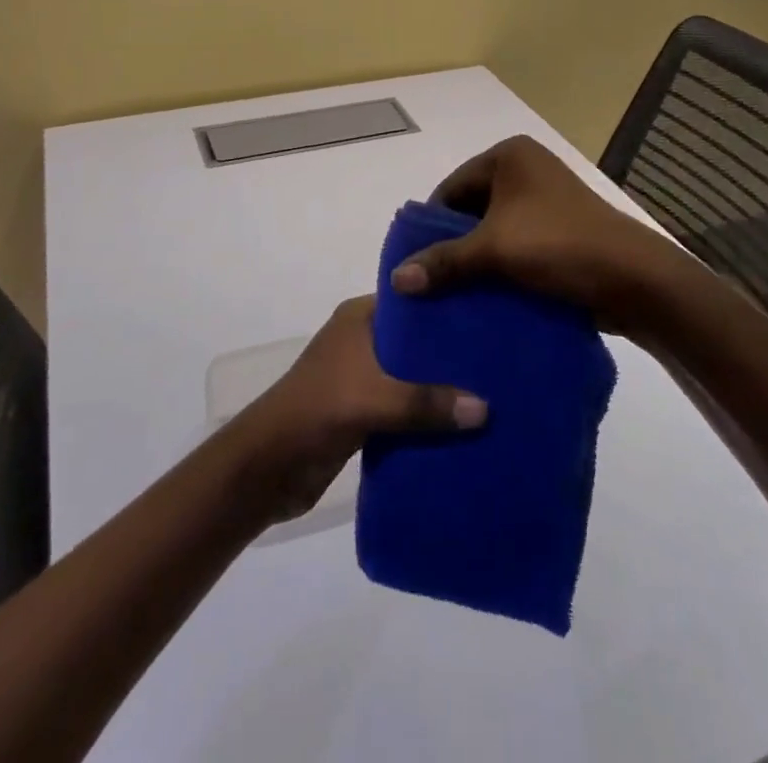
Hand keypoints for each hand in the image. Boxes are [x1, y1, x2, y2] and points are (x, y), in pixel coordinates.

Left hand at [241, 296, 485, 523]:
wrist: (266, 468)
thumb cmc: (316, 410)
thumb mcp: (374, 399)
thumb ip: (427, 402)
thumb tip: (485, 409)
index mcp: (359, 318)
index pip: (413, 300)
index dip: (448, 305)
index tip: (491, 312)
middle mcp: (362, 340)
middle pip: (416, 341)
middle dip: (452, 353)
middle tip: (501, 358)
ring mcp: (361, 377)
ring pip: (412, 376)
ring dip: (442, 388)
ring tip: (494, 391)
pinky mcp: (363, 412)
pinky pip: (405, 408)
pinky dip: (428, 416)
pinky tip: (465, 426)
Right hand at [389, 134, 684, 334]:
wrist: (632, 277)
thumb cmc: (558, 245)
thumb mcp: (494, 250)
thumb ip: (443, 261)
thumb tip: (395, 280)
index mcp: (509, 156)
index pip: (452, 187)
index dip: (432, 225)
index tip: (415, 262)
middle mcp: (526, 170)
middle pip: (472, 209)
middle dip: (454, 245)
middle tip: (431, 282)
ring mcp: (546, 200)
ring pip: (495, 230)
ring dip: (477, 260)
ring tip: (453, 294)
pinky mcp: (560, 230)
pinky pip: (517, 244)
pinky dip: (501, 267)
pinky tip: (485, 296)